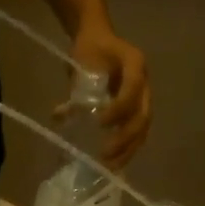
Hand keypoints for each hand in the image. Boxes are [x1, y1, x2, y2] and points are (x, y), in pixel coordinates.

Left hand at [69, 23, 150, 166]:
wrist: (97, 40)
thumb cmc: (89, 49)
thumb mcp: (80, 61)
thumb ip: (75, 88)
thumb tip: (59, 116)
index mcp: (134, 63)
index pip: (132, 89)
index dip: (118, 109)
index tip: (99, 123)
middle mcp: (144, 82)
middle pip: (143, 115)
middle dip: (125, 137)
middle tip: (106, 154)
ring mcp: (143, 97)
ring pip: (143, 128)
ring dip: (128, 149)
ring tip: (111, 165)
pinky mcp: (137, 109)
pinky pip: (137, 132)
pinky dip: (126, 148)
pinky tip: (113, 162)